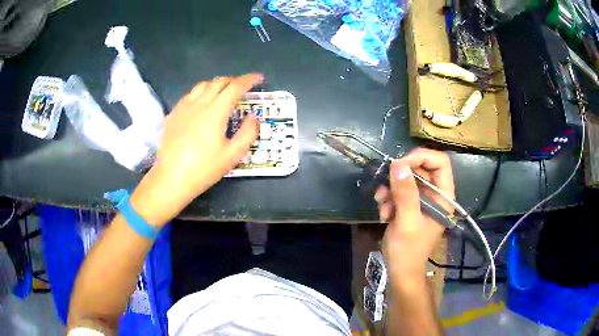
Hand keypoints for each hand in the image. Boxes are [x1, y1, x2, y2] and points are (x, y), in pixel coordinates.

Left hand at [129, 74, 261, 225]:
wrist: (172, 178)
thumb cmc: (204, 168)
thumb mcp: (233, 155)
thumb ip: (247, 133)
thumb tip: (253, 117)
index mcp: (216, 110)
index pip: (236, 86)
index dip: (249, 79)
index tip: (259, 78)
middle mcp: (200, 102)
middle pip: (218, 82)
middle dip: (233, 80)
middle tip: (242, 88)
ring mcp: (183, 106)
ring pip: (202, 85)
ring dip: (216, 84)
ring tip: (222, 93)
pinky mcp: (173, 114)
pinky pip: (189, 95)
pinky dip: (201, 93)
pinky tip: (201, 104)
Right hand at [375, 148, 454, 278]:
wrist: (400, 271)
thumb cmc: (408, 251)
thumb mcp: (407, 222)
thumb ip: (405, 194)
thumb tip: (397, 165)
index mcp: (444, 197)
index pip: (440, 163)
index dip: (421, 157)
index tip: (400, 164)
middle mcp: (435, 195)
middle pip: (421, 168)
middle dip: (401, 175)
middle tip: (385, 183)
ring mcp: (423, 200)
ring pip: (408, 179)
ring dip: (391, 188)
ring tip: (381, 202)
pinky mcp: (410, 206)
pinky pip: (399, 190)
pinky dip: (388, 197)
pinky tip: (383, 211)